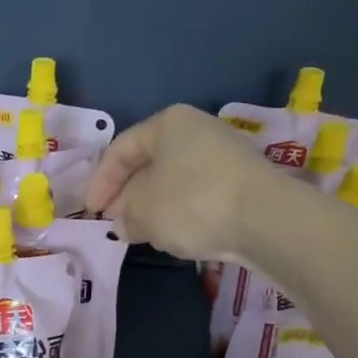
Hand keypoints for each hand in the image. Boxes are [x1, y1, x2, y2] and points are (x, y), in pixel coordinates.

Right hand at [85, 105, 275, 260]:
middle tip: (115, 222)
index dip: (100, 182)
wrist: (266, 219)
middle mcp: (197, 130)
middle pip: (149, 163)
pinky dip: (180, 212)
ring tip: (142, 232)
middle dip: (128, 195)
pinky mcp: (241, 181)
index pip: (121, 149)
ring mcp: (223, 154)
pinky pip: (198, 194)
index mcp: (168, 123)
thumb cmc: (191, 203)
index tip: (91, 212)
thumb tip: (125, 222)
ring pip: (174, 180)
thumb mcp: (143, 211)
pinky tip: (175, 234)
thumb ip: (125, 214)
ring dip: (153, 206)